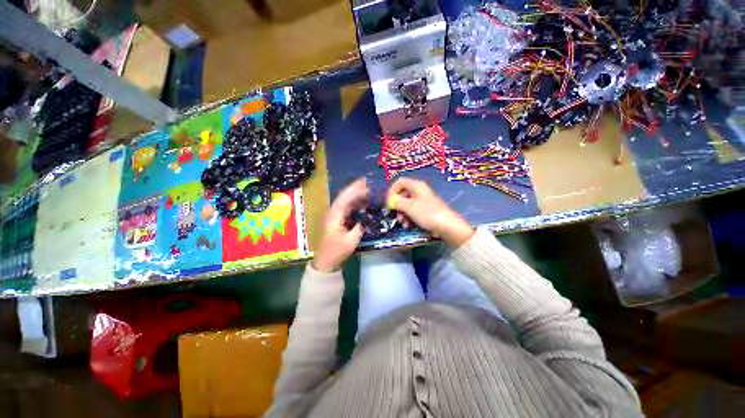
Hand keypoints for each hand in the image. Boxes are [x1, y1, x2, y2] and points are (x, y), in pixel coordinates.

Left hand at [312, 178, 367, 272]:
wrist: (325, 261)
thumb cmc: (337, 251)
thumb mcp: (351, 240)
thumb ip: (360, 226)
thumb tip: (367, 216)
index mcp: (335, 215)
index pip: (345, 198)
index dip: (355, 189)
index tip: (366, 182)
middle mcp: (333, 212)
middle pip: (345, 196)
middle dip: (356, 188)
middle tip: (368, 182)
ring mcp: (335, 215)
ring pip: (346, 201)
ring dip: (356, 194)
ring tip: (368, 189)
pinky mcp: (337, 219)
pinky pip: (347, 207)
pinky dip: (355, 203)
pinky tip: (363, 201)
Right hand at [388, 177, 473, 246]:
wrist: (447, 226)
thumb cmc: (427, 213)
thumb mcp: (409, 207)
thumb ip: (396, 202)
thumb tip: (389, 200)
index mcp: (416, 186)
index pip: (400, 182)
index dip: (392, 190)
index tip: (388, 202)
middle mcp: (419, 191)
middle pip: (402, 194)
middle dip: (397, 205)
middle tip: (394, 214)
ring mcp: (423, 201)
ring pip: (407, 204)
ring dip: (402, 213)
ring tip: (402, 222)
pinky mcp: (426, 211)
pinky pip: (413, 211)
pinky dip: (409, 217)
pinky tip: (408, 225)